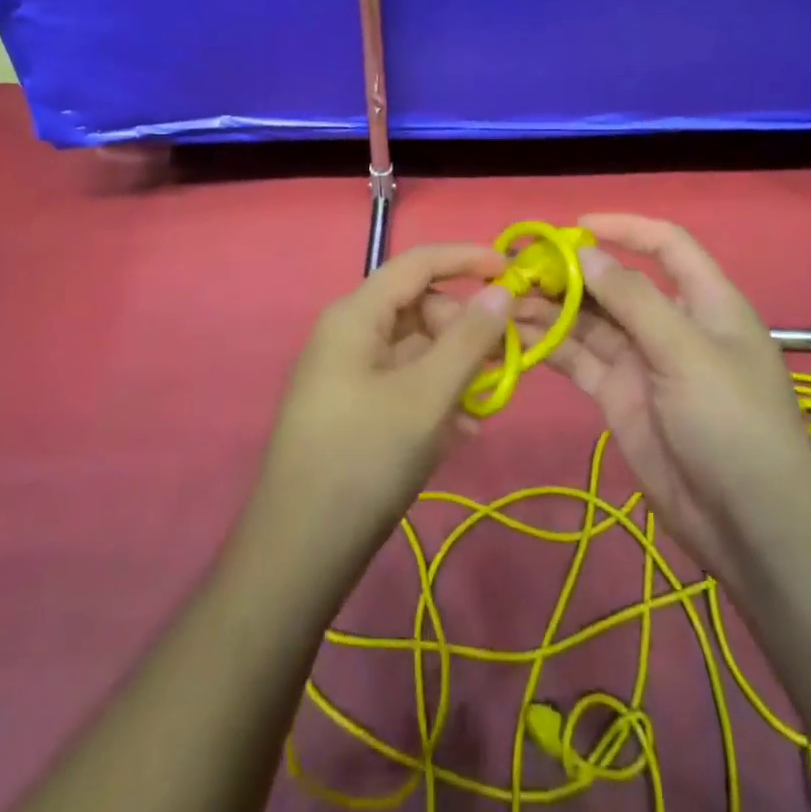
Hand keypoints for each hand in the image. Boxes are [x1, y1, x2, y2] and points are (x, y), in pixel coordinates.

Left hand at [243, 244, 514, 585]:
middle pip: (419, 307)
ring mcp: (349, 374)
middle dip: (466, 327)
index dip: (466, 257)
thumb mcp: (427, 396)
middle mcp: (349, 334)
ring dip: (457, 367)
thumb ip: (469, 339)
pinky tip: (464, 432)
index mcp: (356, 316)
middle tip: (508, 358)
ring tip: (489, 402)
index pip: (417, 262)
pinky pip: (405, 384)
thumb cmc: (364, 459)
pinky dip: (437, 396)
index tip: (512, 269)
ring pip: (416, 349)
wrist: (298, 554)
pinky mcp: (354, 410)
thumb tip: (500, 290)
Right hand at [537, 214, 810, 589]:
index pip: (666, 245)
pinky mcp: (619, 397)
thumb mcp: (686, 351)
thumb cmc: (731, 422)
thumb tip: (586, 254)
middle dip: (572, 273)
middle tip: (520, 268)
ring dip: (552, 309)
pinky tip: (517, 335)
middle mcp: (670, 324)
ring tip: (505, 300)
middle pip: (616, 285)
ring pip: (590, 322)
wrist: (748, 524)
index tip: (576, 227)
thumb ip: (634, 300)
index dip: (625, 228)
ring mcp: (642, 362)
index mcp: (704, 301)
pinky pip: (581, 360)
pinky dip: (551, 346)